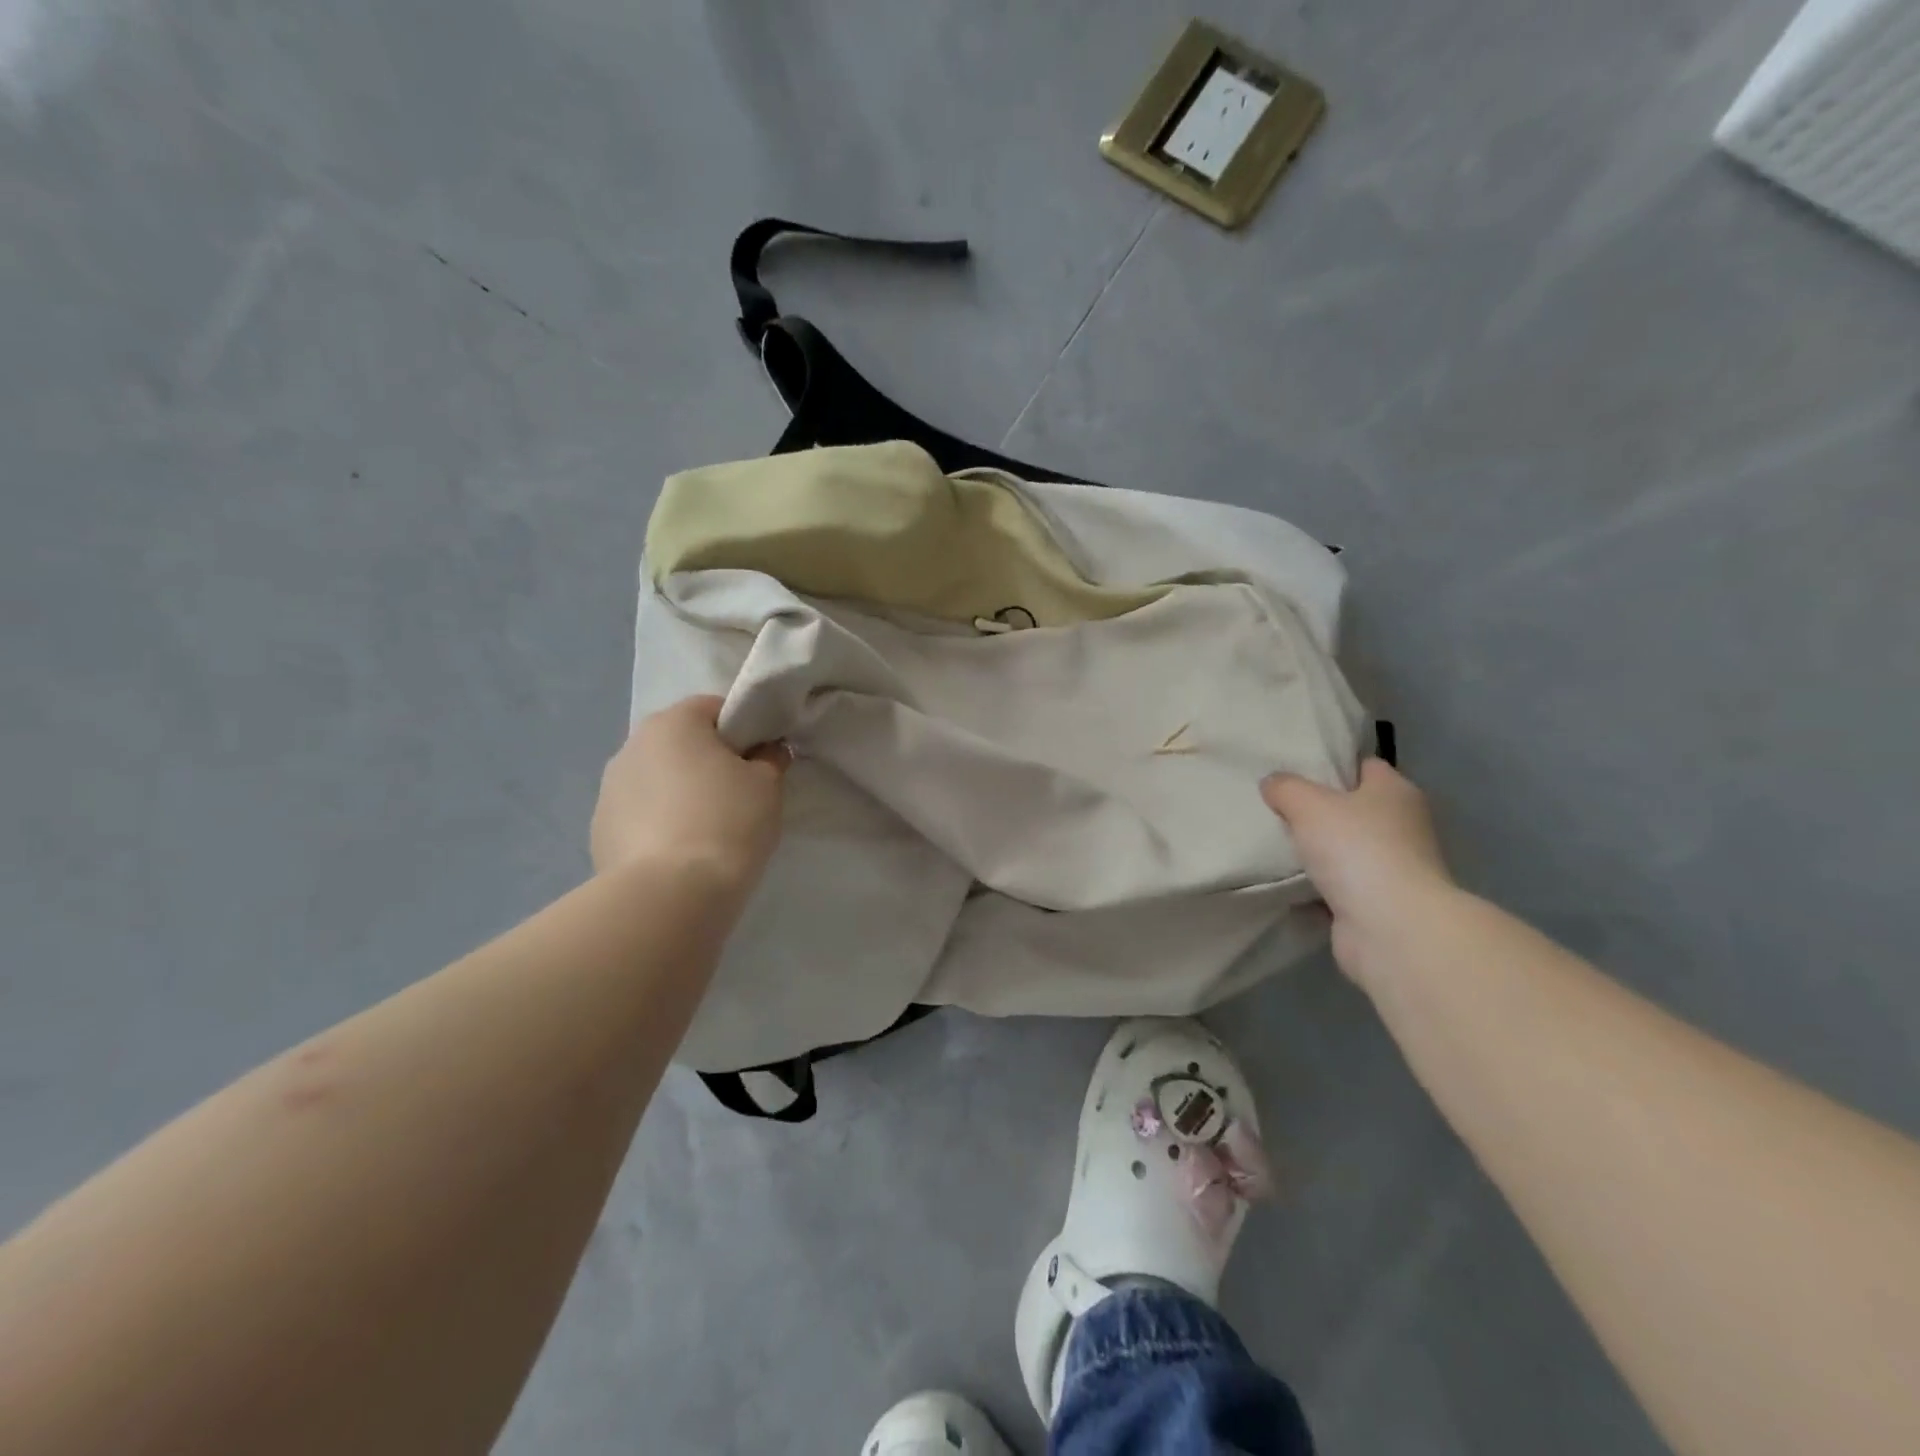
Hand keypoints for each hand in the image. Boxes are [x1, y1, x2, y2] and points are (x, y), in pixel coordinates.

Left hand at [591, 696, 790, 895]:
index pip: (714, 708)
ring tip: (707, 832)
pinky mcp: (598, 831)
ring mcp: (608, 790)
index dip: (744, 730)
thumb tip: (765, 752)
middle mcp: (632, 746)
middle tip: (739, 797)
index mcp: (672, 723)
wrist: (670, 896)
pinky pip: (640, 816)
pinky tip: (680, 854)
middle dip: (708, 762)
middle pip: (681, 744)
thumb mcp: (768, 785)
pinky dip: (659, 825)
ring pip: (658, 780)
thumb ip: (770, 758)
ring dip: (680, 794)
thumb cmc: (726, 823)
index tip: (762, 761)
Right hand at [1261, 759, 1455, 983]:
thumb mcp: (1308, 804)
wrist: (1390, 928)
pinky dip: (1317, 890)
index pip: (1365, 767)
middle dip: (1319, 813)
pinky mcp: (1379, 905)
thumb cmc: (1356, 849)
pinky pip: (1340, 889)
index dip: (1332, 766)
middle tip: (1277, 810)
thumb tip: (1272, 783)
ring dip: (1317, 854)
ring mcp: (1395, 869)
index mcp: (1396, 793)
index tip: (1296, 771)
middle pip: (1354, 810)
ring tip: (1274, 847)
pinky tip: (1285, 886)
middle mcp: (1403, 827)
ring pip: (1345, 852)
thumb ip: (1286, 788)